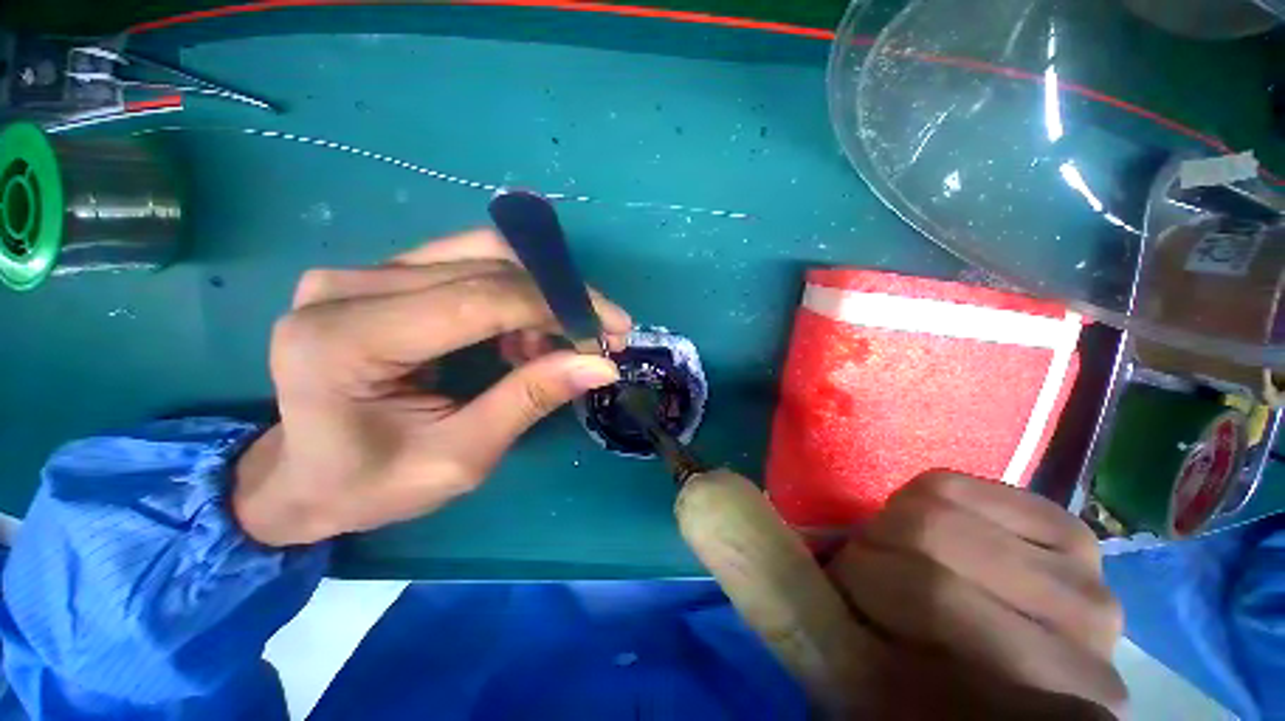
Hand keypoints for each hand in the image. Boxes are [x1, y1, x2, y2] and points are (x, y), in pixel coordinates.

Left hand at [233, 229, 632, 546]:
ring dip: (541, 295)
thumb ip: (528, 402)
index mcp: (346, 340)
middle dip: (561, 298)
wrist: (303, 477)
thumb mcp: (459, 459)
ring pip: (483, 255)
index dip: (558, 307)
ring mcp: (360, 274)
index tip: (612, 331)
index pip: (479, 298)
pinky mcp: (381, 276)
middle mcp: (347, 288)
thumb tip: (600, 364)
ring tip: (562, 342)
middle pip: (486, 267)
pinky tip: (525, 336)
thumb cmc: (370, 484)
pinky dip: (516, 295)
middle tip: (602, 336)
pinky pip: (468, 265)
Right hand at [829, 472, 1126, 718]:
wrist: (1002, 695)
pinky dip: (916, 499)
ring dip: (890, 524)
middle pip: (934, 532)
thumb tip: (790, 566)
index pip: (933, 592)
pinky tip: (927, 536)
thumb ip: (837, 637)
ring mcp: (1085, 568)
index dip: (863, 581)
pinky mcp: (1065, 527)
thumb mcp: (874, 690)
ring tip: (894, 558)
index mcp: (1046, 689)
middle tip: (864, 574)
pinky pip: (957, 482)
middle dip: (872, 545)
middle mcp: (1086, 623)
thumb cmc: (930, 704)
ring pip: (941, 499)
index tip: (844, 597)